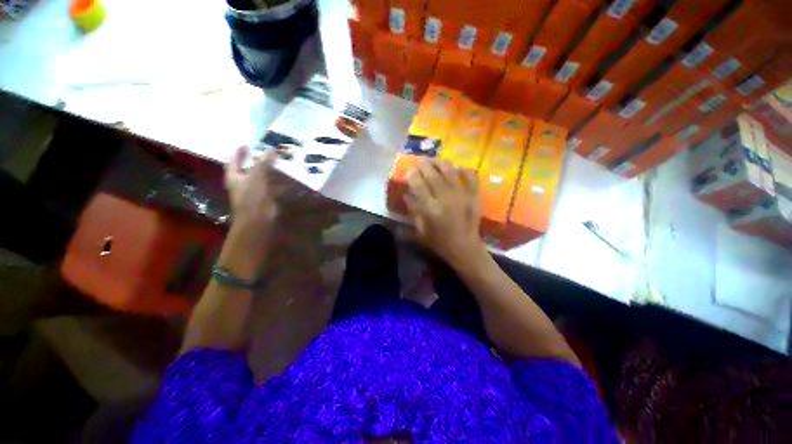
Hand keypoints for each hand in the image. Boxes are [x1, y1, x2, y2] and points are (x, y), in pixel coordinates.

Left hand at [225, 146, 277, 226]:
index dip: (239, 153)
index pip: (233, 161)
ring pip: (263, 177)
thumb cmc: (252, 195)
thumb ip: (263, 162)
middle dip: (258, 161)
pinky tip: (288, 179)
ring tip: (280, 163)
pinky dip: (279, 183)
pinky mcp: (266, 198)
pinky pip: (272, 186)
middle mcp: (243, 183)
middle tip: (267, 152)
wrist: (258, 218)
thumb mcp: (256, 175)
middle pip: (249, 168)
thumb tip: (270, 148)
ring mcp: (254, 191)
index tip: (247, 144)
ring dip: (271, 171)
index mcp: (234, 176)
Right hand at [405, 159, 486, 268]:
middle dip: (424, 165)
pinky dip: (463, 170)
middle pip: (433, 173)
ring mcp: (462, 194)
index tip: (409, 172)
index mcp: (431, 208)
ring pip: (450, 170)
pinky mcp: (474, 195)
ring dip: (440, 162)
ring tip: (435, 161)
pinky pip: (470, 176)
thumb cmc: (439, 241)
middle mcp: (446, 198)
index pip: (418, 183)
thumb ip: (413, 210)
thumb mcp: (420, 230)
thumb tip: (407, 193)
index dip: (412, 175)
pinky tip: (457, 168)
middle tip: (420, 162)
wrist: (464, 247)